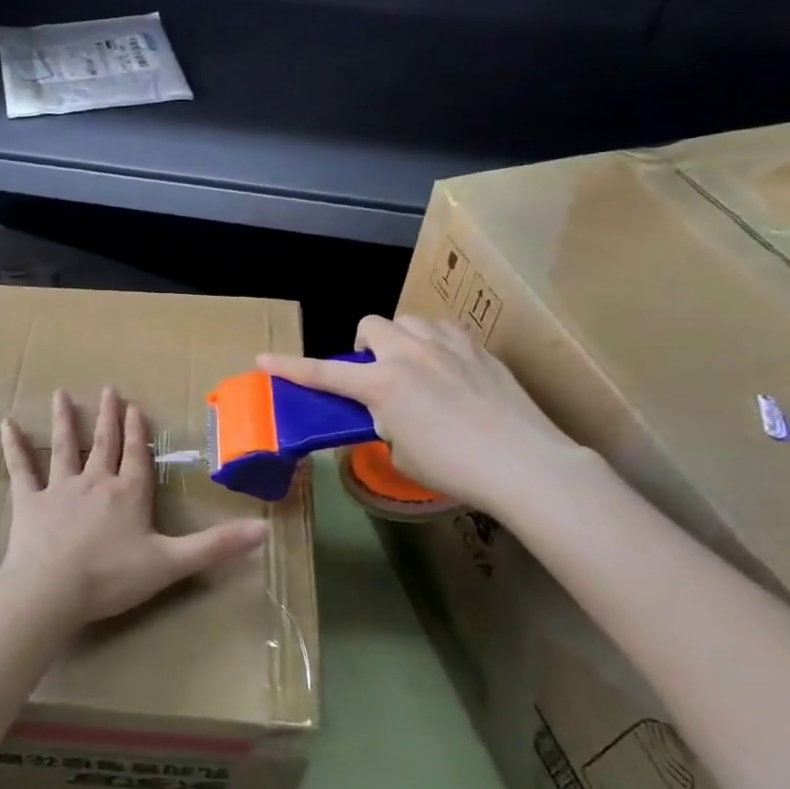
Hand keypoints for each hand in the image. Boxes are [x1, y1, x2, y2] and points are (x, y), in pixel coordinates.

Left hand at [0, 387, 268, 632]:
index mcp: (129, 493)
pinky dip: (14, 446)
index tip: (136, 406)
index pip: (138, 456)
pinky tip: (6, 424)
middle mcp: (96, 482)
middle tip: (108, 389)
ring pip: (65, 447)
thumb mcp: (172, 563)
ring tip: (61, 395)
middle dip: (109, 417)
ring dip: (65, 420)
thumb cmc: (113, 577)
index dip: (139, 432)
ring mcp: (60, 488)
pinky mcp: (30, 501)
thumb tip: (264, 531)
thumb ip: (215, 546)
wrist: (53, 591)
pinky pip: (21, 468)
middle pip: (105, 443)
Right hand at [258, 315, 590, 521]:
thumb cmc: (456, 469)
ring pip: (410, 320)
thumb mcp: (402, 452)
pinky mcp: (481, 349)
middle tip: (376, 375)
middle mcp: (411, 353)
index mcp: (384, 383)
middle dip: (365, 345)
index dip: (290, 367)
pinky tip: (450, 371)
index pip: (324, 373)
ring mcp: (449, 345)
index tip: (263, 359)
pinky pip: (446, 331)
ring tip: (415, 367)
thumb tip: (387, 412)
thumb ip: (385, 423)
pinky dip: (436, 344)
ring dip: (401, 338)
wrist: (526, 464)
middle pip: (371, 324)